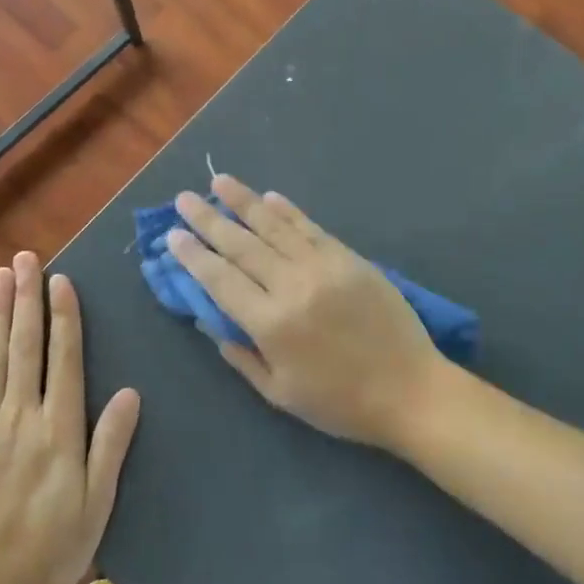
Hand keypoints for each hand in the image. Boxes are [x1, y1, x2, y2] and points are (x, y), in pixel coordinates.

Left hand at [0, 253, 140, 583]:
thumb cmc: (47, 553)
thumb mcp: (95, 507)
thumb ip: (110, 447)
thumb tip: (130, 392)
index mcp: (58, 431)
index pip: (64, 361)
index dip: (64, 318)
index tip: (61, 280)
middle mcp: (20, 417)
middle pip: (25, 348)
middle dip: (27, 299)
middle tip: (27, 258)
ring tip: (0, 276)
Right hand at [168, 177, 448, 449]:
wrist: (410, 390)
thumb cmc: (340, 402)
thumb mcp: (280, 392)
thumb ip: (241, 355)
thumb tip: (210, 321)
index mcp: (270, 324)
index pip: (220, 279)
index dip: (193, 255)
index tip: (173, 234)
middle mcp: (291, 286)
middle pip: (241, 245)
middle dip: (208, 220)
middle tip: (184, 198)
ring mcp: (323, 267)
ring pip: (274, 226)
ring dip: (244, 201)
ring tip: (220, 182)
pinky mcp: (349, 258)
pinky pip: (310, 227)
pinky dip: (288, 211)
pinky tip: (269, 196)